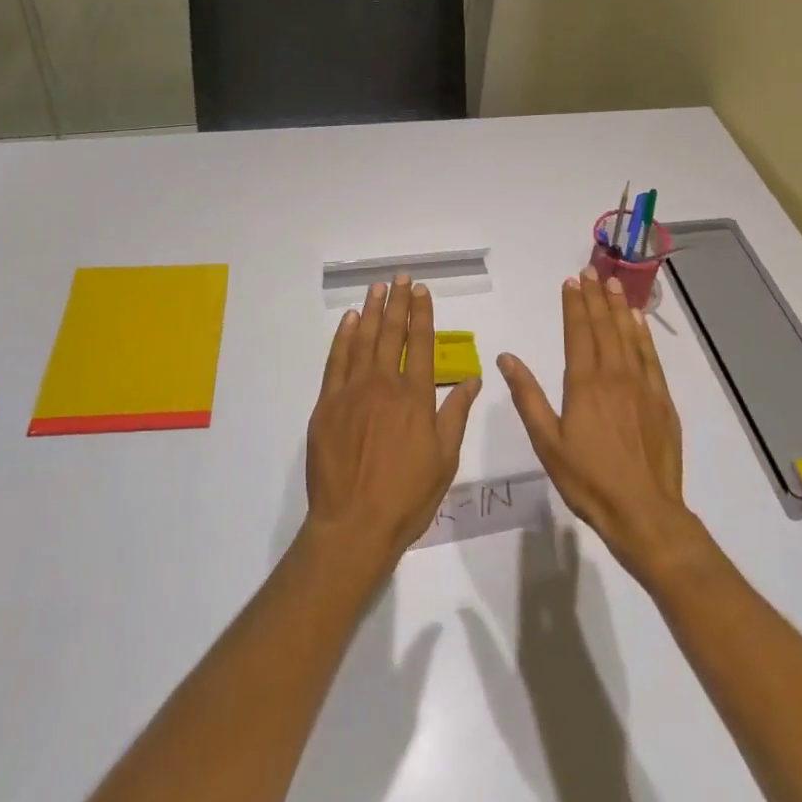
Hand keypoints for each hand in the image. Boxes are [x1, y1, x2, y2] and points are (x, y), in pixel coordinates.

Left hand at [304, 275, 481, 581]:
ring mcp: (352, 391)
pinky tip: (348, 321)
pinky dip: (343, 337)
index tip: (422, 291)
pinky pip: (336, 361)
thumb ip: (456, 414)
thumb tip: (474, 379)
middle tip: (400, 277)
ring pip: (363, 340)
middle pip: (392, 333)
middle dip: (398, 302)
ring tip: (377, 288)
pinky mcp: (327, 404)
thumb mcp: (444, 459)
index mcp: (416, 397)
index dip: (422, 314)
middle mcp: (385, 384)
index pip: (421, 343)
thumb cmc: (407, 497)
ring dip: (371, 311)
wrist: (354, 524)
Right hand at [499, 270, 701, 581]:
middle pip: (604, 326)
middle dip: (595, 297)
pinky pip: (651, 356)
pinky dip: (643, 334)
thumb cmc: (588, 480)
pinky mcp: (662, 400)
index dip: (574, 305)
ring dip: (619, 307)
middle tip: (591, 271)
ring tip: (613, 283)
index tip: (571, 282)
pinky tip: (639, 321)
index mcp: (584, 384)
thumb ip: (528, 396)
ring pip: (629, 335)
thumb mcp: (547, 443)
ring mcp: (642, 386)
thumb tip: (506, 358)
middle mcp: (614, 375)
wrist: (645, 512)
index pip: (578, 332)